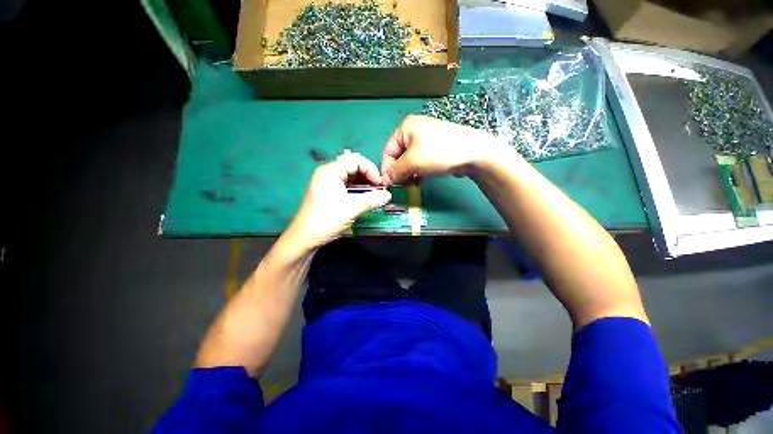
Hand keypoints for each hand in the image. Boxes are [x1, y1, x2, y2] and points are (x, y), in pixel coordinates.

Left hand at [285, 151, 391, 249]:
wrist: (305, 239)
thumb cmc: (326, 221)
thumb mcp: (351, 209)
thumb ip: (371, 200)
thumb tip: (388, 195)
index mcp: (330, 171)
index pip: (356, 160)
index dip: (371, 170)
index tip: (380, 184)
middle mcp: (328, 172)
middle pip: (353, 166)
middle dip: (368, 176)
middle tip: (379, 189)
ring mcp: (327, 182)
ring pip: (350, 176)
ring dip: (364, 183)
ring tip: (374, 194)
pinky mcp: (328, 191)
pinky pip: (346, 184)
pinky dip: (357, 189)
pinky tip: (364, 198)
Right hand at [381, 115, 504, 184]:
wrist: (473, 153)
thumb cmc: (439, 152)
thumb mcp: (413, 162)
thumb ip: (396, 172)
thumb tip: (385, 180)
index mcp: (406, 128)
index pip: (388, 151)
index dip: (387, 168)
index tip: (389, 184)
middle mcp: (414, 131)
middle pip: (399, 156)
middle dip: (400, 172)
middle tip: (404, 185)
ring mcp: (426, 140)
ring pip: (409, 161)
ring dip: (409, 174)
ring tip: (414, 183)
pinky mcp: (435, 149)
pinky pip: (420, 161)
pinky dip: (418, 171)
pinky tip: (422, 179)